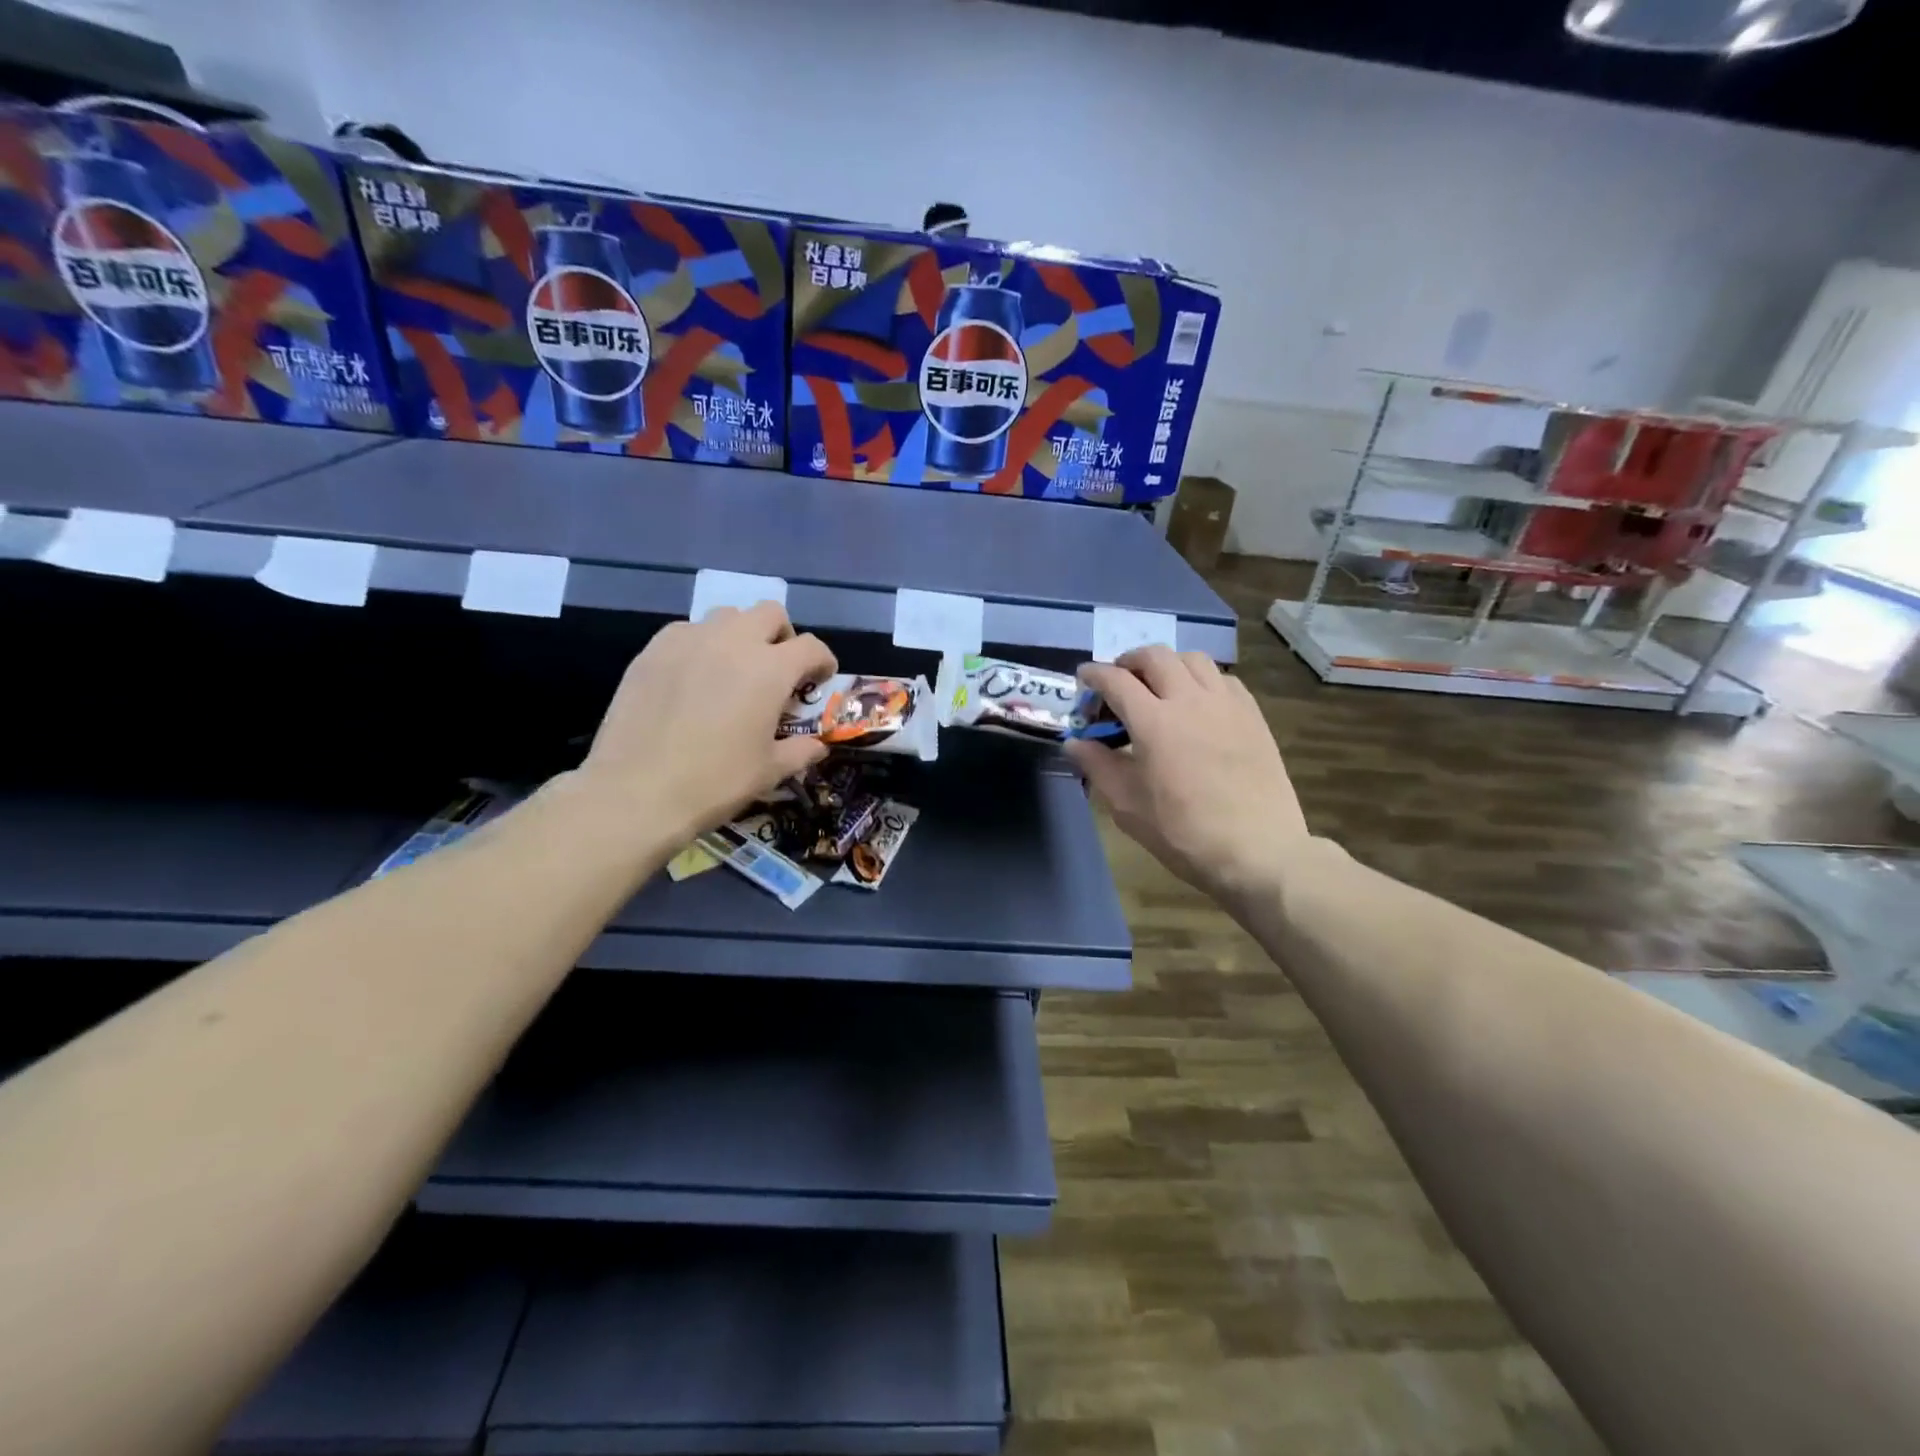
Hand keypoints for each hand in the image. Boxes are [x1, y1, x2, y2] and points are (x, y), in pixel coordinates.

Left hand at [579, 602, 836, 846]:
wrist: (637, 791)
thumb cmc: (715, 782)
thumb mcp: (769, 771)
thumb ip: (800, 751)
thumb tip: (818, 746)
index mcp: (770, 669)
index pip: (810, 647)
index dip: (822, 661)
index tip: (820, 680)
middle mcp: (733, 642)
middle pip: (770, 613)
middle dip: (782, 636)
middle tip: (777, 669)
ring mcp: (689, 640)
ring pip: (727, 616)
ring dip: (741, 635)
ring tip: (734, 669)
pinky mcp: (653, 650)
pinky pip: (687, 631)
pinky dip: (701, 645)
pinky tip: (694, 678)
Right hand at [1064, 646, 1309, 909]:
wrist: (1257, 850)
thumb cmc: (1183, 832)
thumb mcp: (1127, 805)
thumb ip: (1097, 766)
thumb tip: (1075, 743)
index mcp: (1153, 721)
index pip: (1115, 680)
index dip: (1093, 674)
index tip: (1083, 678)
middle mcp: (1190, 700)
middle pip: (1155, 656)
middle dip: (1129, 662)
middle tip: (1119, 681)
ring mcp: (1226, 704)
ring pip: (1192, 659)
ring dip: (1167, 664)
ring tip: (1159, 686)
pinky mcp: (1252, 715)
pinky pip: (1223, 679)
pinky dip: (1201, 680)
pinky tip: (1197, 704)